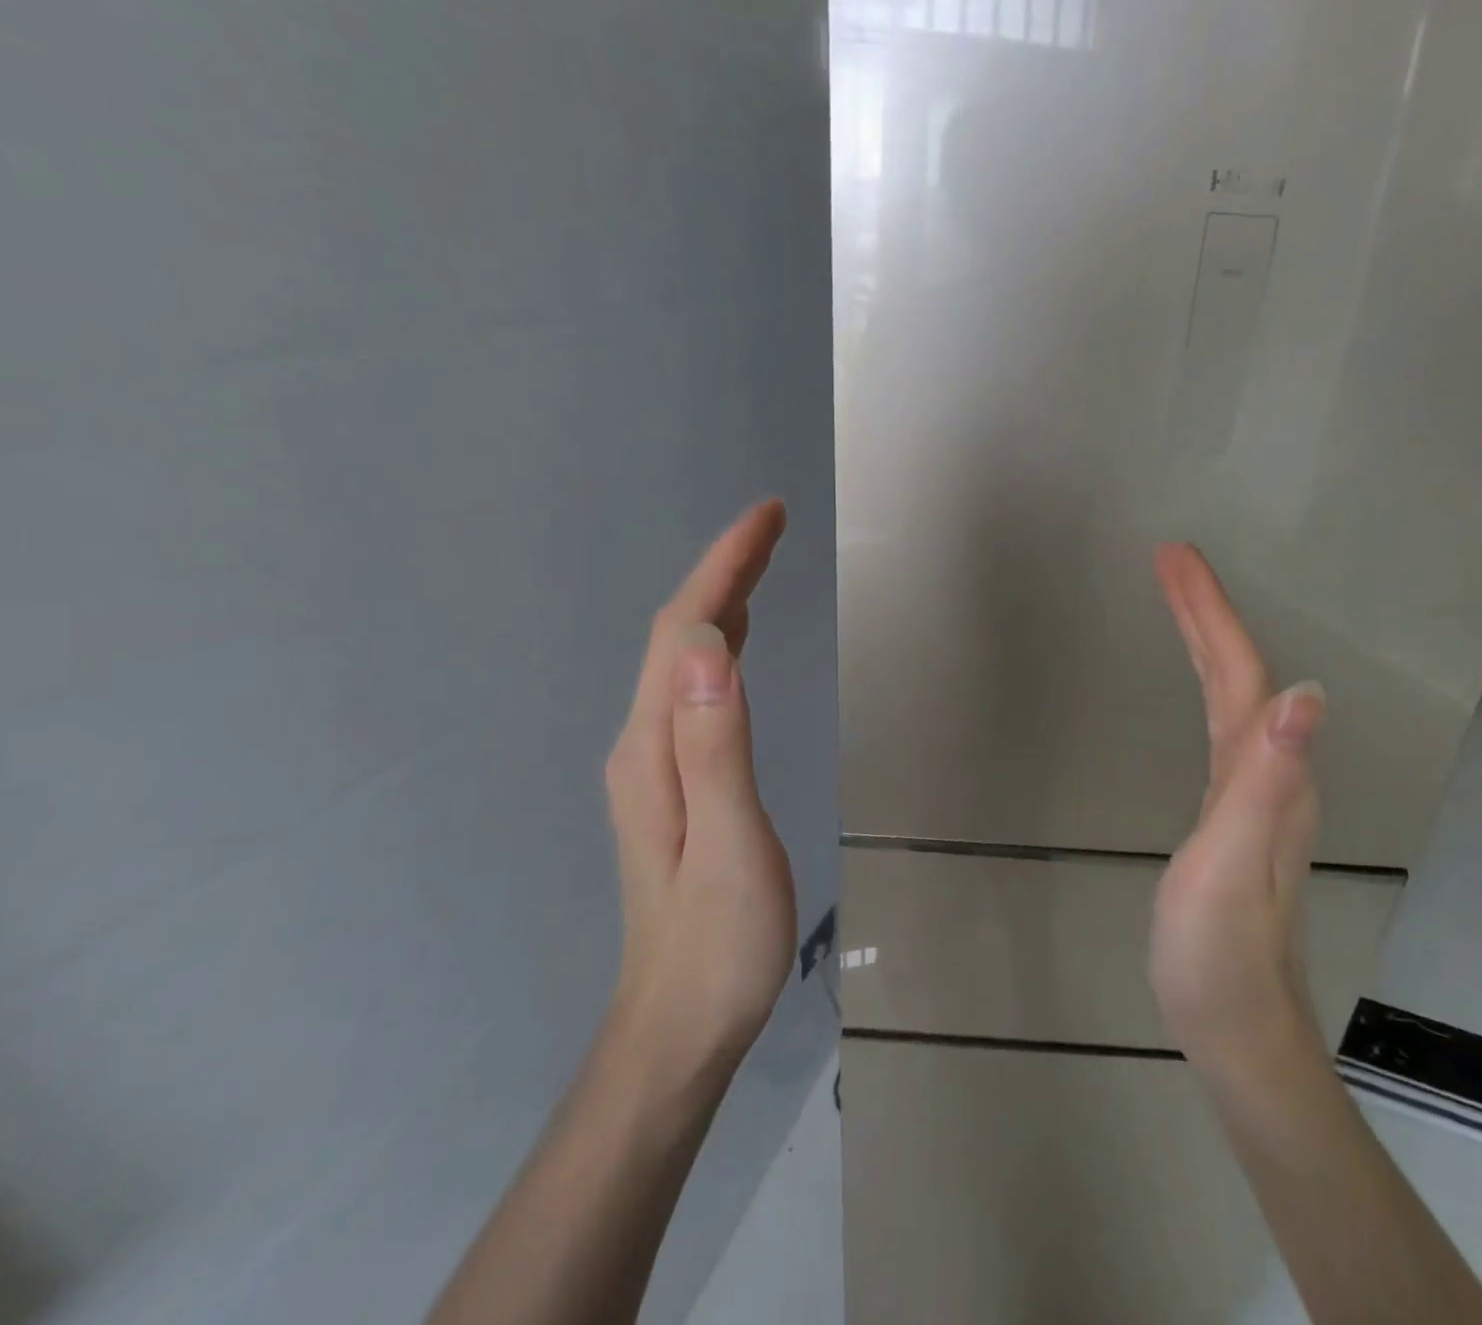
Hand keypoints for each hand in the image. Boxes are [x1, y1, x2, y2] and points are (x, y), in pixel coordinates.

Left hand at [604, 500, 796, 1074]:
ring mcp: (656, 764)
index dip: (724, 567)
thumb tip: (704, 647)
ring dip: (720, 601)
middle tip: (773, 525)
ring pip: (682, 659)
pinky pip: (693, 689)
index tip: (767, 517)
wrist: (680, 1027)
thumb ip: (715, 746)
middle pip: (676, 635)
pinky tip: (734, 643)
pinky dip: (718, 645)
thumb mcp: (729, 845)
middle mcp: (644, 743)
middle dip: (724, 570)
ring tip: (761, 562)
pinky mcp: (676, 782)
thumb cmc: (718, 944)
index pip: (682, 633)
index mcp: (654, 748)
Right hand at [1149, 543, 1325, 1075]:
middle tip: (1170, 559)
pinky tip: (1197, 684)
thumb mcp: (1231, 864)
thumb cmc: (1220, 950)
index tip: (1174, 556)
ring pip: (1233, 692)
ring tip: (1178, 599)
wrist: (1236, 1024)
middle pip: (1239, 671)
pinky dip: (1205, 681)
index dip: (1209, 611)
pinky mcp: (1233, 810)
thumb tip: (1304, 695)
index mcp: (1265, 771)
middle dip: (1206, 610)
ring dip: (1207, 638)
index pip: (1240, 671)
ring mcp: (1254, 790)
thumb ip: (1264, 782)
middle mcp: (1270, 769)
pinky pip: (1221, 721)